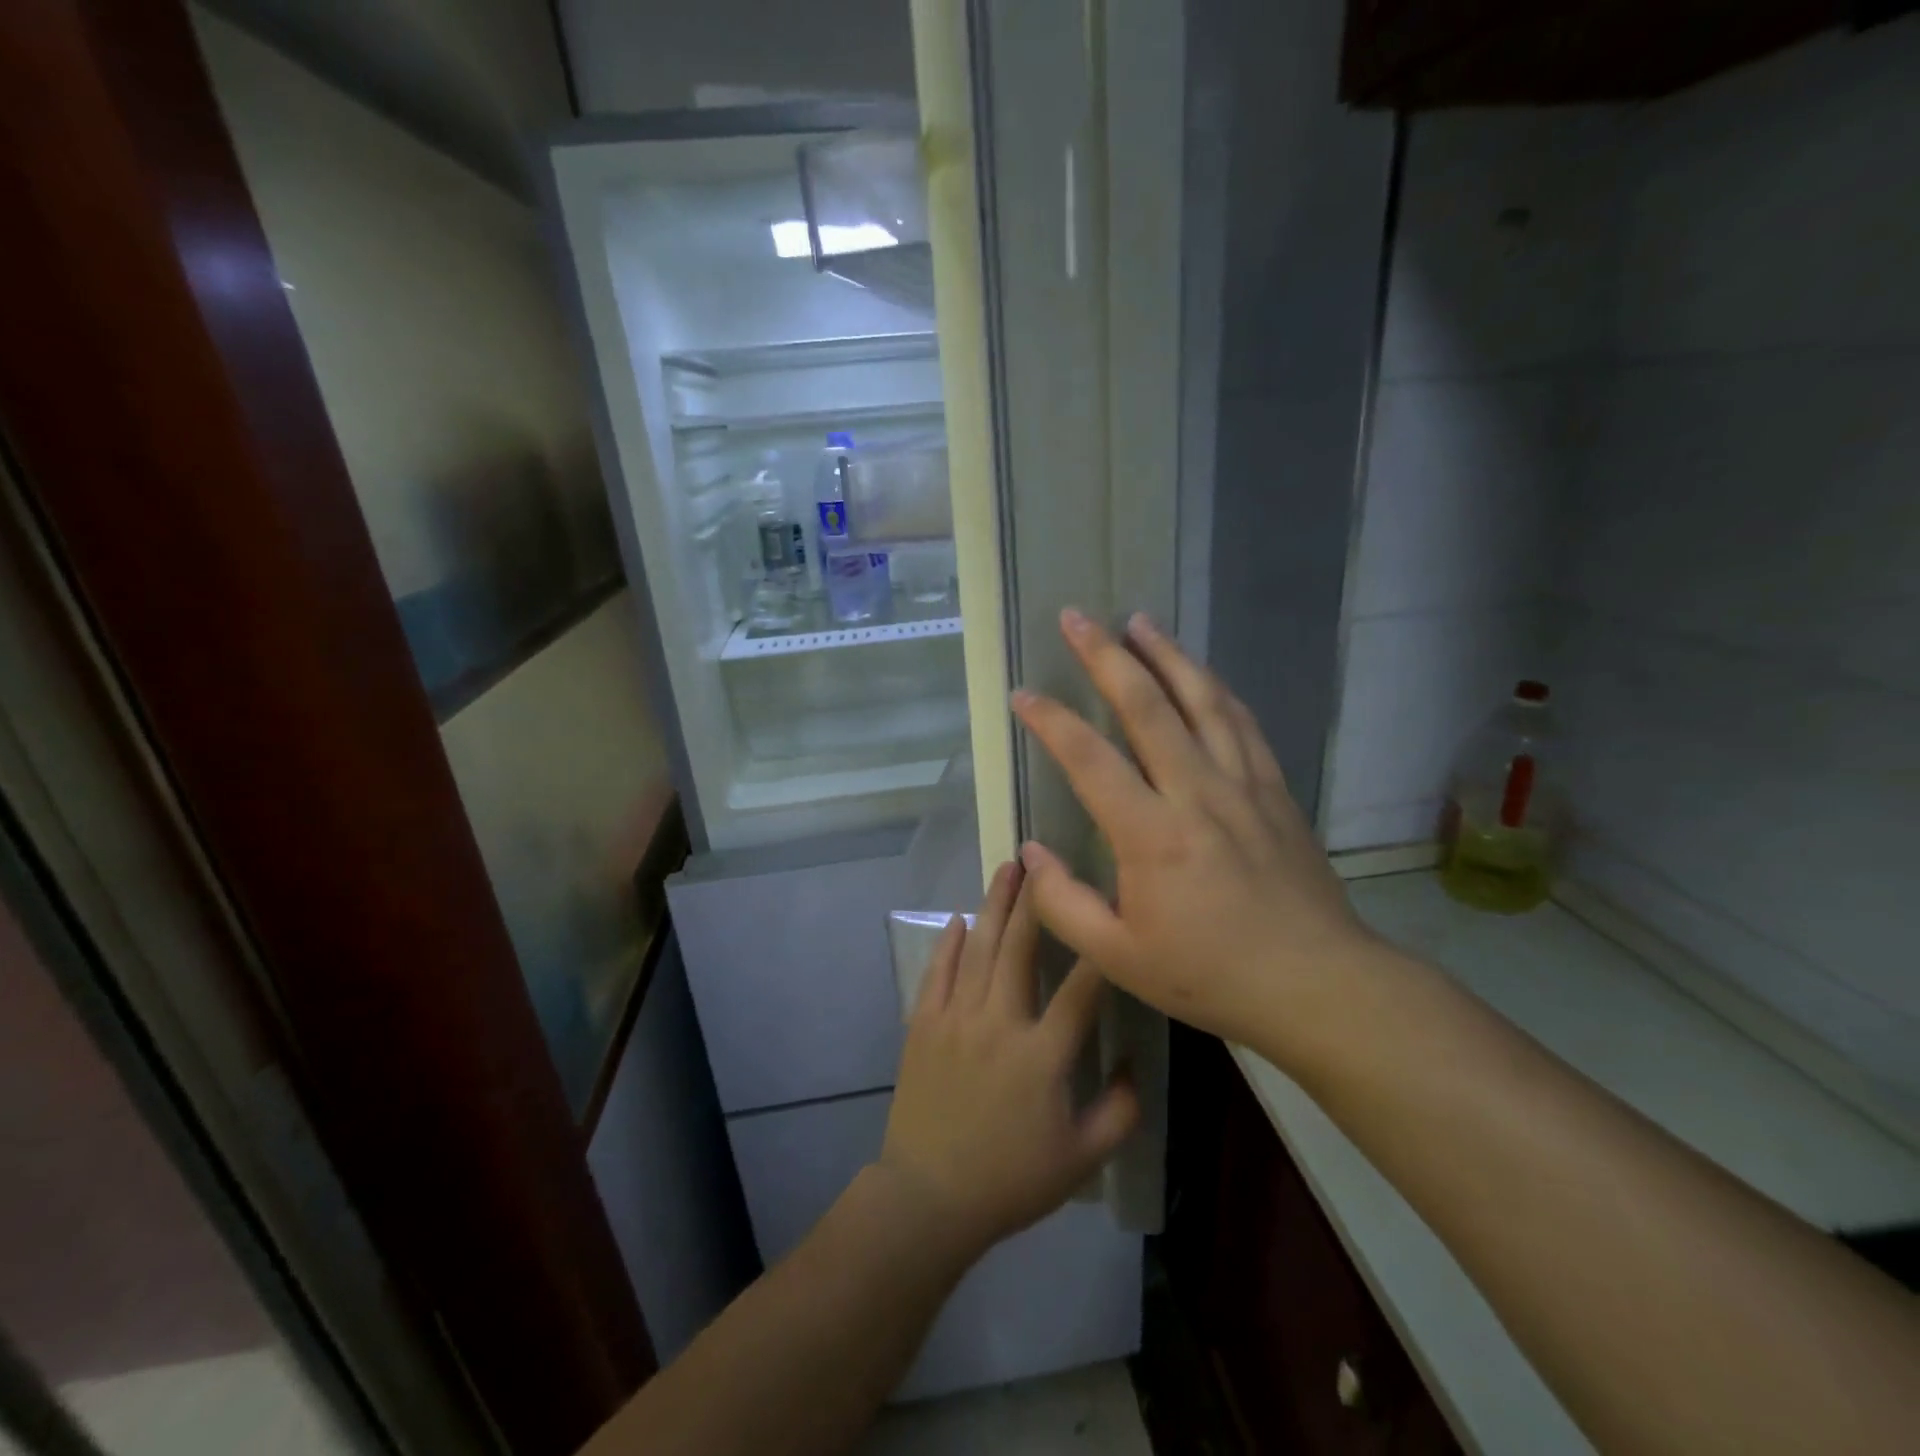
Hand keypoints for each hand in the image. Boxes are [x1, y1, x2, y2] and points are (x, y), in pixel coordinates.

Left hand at [876, 861, 1140, 1257]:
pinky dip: (949, 942)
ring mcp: (955, 1019)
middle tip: (1041, 860)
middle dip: (1033, 900)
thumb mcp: (1083, 1158)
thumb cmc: (1011, 1179)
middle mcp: (998, 1023)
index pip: (1080, 988)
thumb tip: (1136, 1062)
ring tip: (1006, 870)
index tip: (1107, 906)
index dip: (1098, 946)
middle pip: (1018, 948)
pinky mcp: (923, 1025)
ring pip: (978, 949)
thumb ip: (1121, 1110)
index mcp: (1042, 1055)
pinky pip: (937, 972)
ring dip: (993, 906)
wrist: (929, 1198)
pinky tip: (959, 918)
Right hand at [1010, 609, 1379, 1052]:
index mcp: (1151, 835)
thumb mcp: (1118, 958)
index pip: (1089, 759)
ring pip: (1201, 700)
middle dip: (1106, 655)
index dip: (1051, 721)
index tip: (1022, 694)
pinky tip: (1201, 674)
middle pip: (1147, 706)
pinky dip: (1214, 689)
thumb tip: (1031, 853)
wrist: (1317, 983)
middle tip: (1077, 617)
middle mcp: (1197, 792)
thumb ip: (1063, 905)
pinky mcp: (1274, 790)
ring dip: (1166, 655)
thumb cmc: (1210, 975)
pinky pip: (1241, 723)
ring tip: (1138, 621)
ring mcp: (1242, 784)